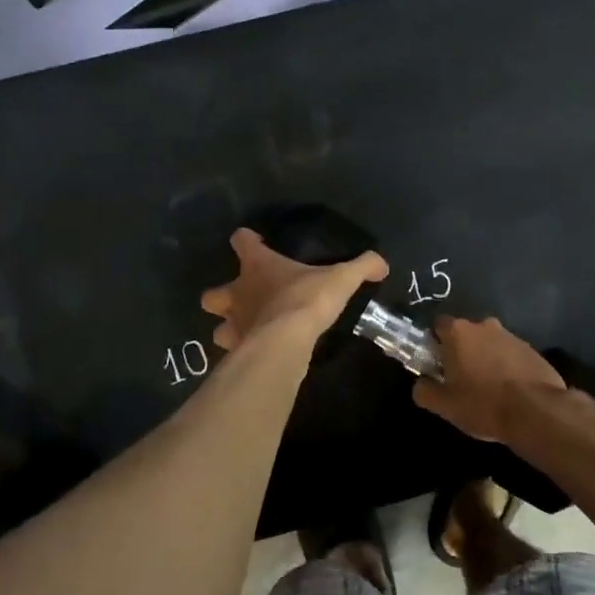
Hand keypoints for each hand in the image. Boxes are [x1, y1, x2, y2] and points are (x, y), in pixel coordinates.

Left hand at [201, 228, 387, 350]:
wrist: (285, 341)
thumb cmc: (306, 300)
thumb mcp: (341, 279)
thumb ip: (361, 267)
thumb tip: (382, 262)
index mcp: (258, 266)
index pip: (241, 241)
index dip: (246, 240)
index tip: (255, 242)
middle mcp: (237, 293)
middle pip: (212, 293)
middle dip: (222, 295)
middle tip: (243, 300)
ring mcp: (233, 324)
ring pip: (217, 326)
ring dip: (229, 328)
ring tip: (248, 331)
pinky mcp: (237, 351)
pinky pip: (233, 352)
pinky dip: (241, 352)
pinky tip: (257, 354)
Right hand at [412, 316, 565, 444]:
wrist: (536, 412)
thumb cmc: (483, 404)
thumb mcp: (445, 406)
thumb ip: (425, 391)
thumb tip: (420, 384)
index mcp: (458, 332)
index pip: (439, 325)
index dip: (435, 342)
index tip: (436, 363)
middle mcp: (484, 325)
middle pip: (465, 333)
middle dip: (462, 351)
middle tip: (461, 378)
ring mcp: (511, 336)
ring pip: (490, 343)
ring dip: (486, 358)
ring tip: (488, 388)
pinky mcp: (532, 349)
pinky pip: (510, 354)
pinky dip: (506, 366)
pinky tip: (509, 390)